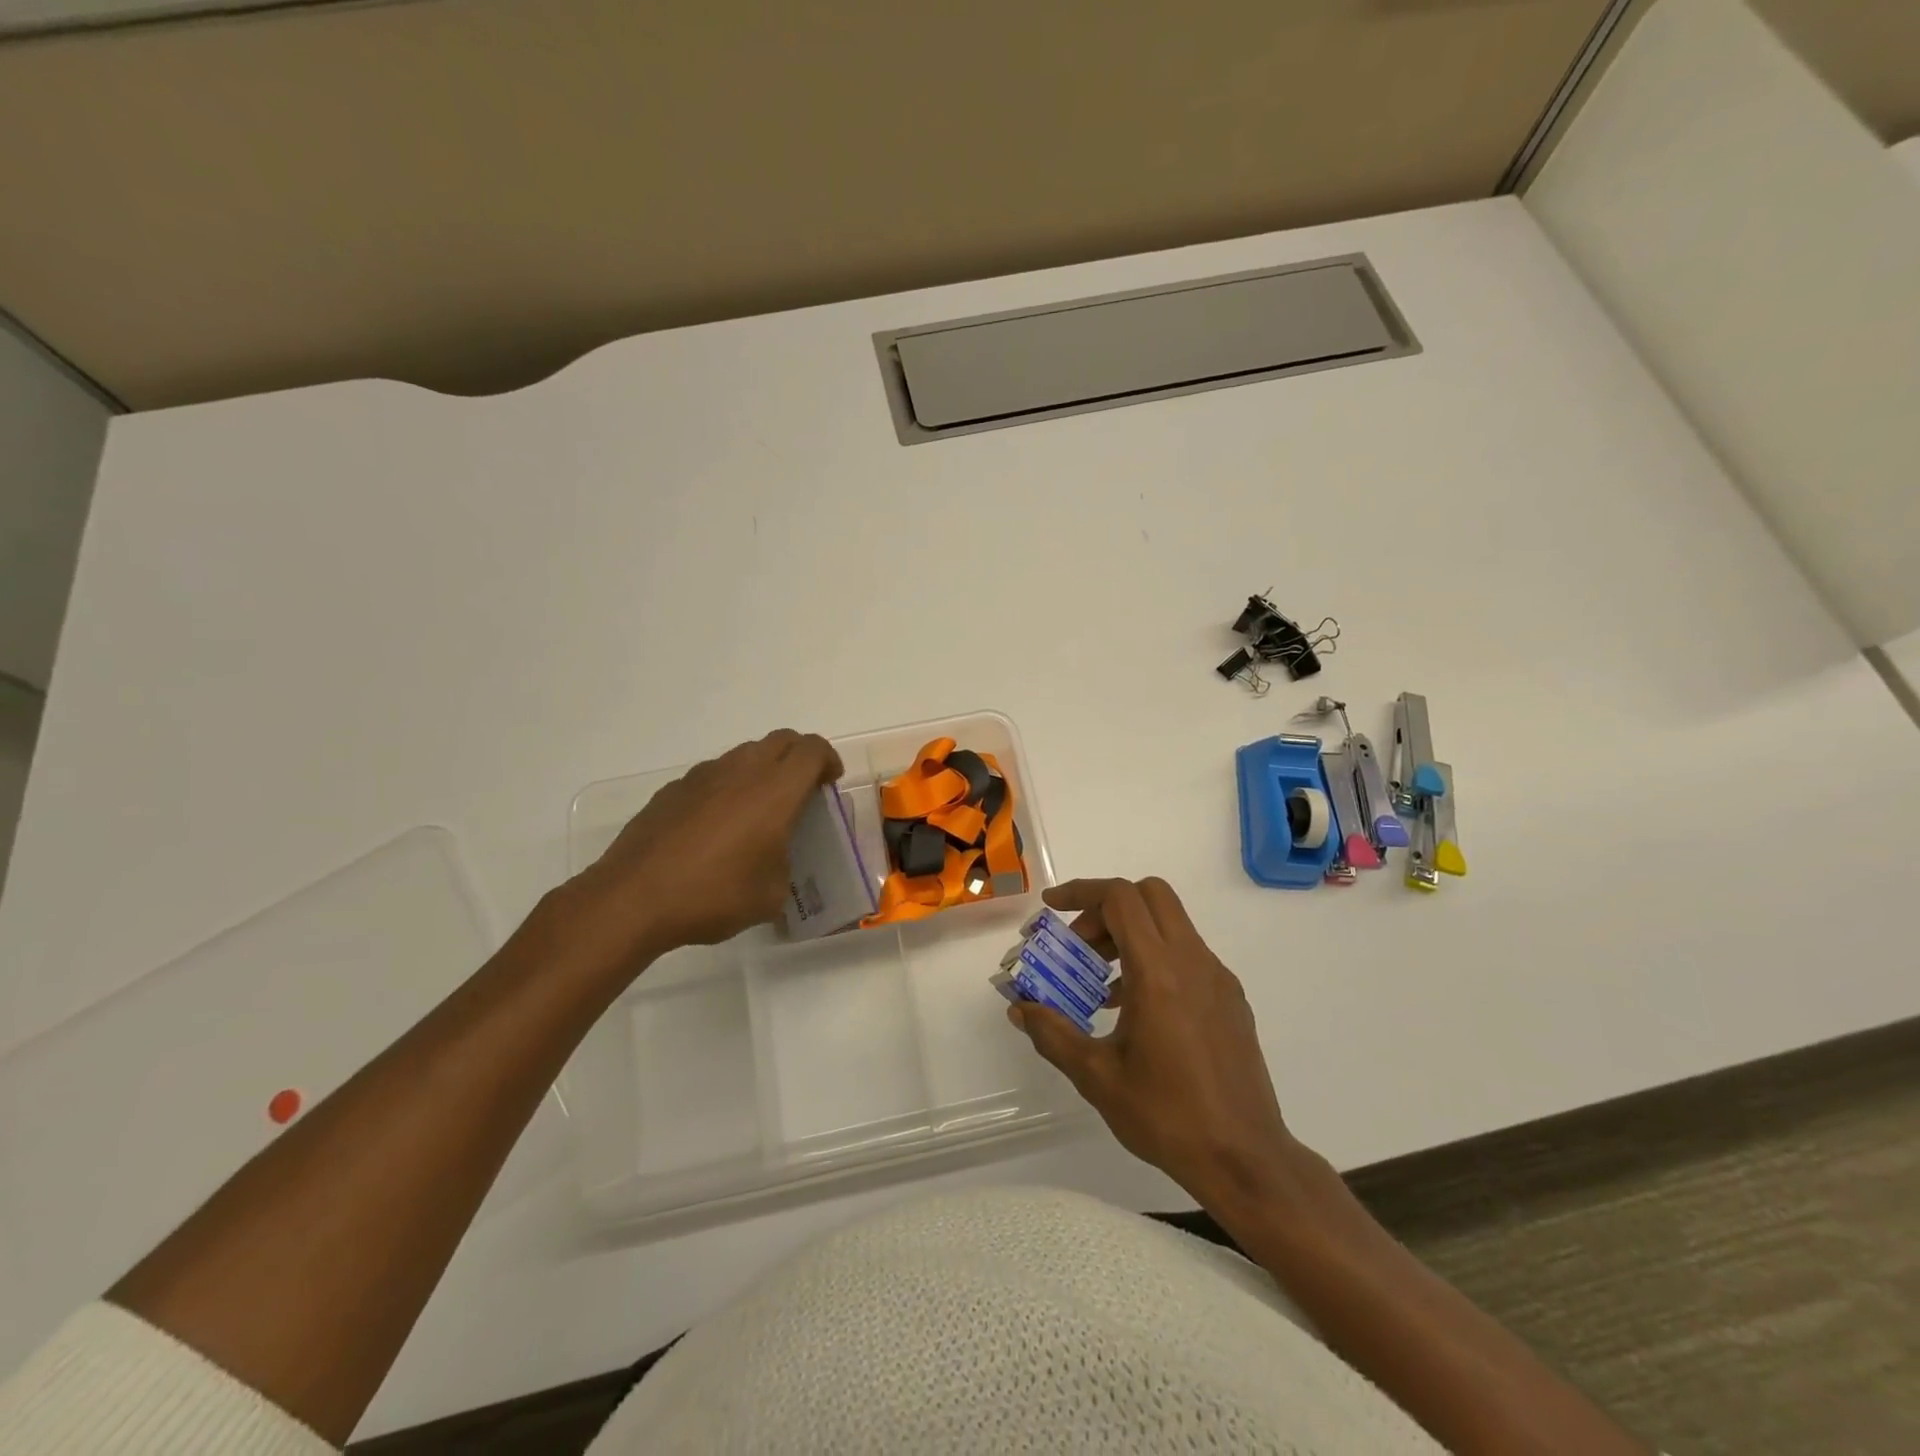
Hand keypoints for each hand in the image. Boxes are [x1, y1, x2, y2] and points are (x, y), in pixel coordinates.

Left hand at [561, 729, 842, 970]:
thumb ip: (786, 867)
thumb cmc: (713, 895)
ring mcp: (703, 776)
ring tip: (759, 811)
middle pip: (781, 740)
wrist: (633, 899)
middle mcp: (741, 771)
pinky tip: (716, 828)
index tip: (830, 784)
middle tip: (803, 791)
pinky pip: (713, 775)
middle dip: (800, 757)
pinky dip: (727, 788)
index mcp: (775, 790)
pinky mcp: (673, 789)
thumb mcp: (771, 895)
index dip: (829, 760)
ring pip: (745, 754)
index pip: (812, 749)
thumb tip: (776, 864)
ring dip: (762, 770)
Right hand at [1007, 877, 1302, 1208]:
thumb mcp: (1097, 1077)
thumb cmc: (1167, 1117)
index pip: (1120, 898)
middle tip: (1080, 945)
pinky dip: (1156, 958)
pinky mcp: (1232, 998)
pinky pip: (1188, 954)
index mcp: (1159, 973)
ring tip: (1102, 987)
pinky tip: (1138, 1011)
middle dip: (1107, 907)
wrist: (1245, 1159)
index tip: (1051, 906)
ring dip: (1131, 934)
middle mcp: (1193, 962)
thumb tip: (1020, 1007)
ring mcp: (1218, 978)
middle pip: (1150, 895)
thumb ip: (1053, 1034)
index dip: (1081, 891)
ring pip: (1170, 923)